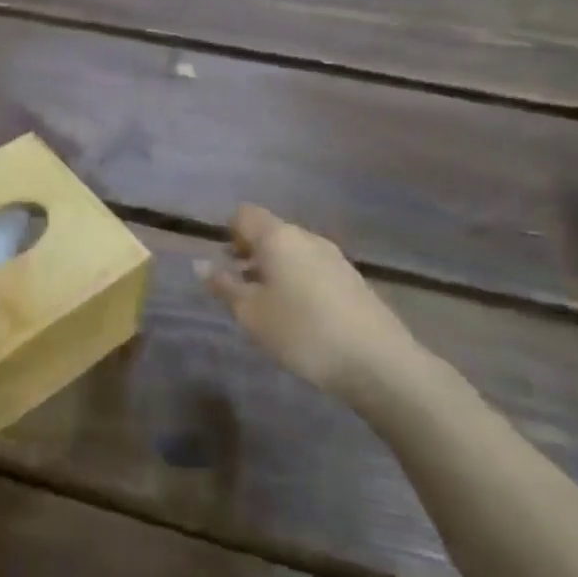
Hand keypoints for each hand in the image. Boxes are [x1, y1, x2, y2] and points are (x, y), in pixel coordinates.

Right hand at [199, 205, 417, 402]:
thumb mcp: (250, 313)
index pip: (244, 214)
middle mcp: (307, 237)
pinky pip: (313, 268)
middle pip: (270, 231)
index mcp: (278, 237)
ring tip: (265, 304)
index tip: (223, 263)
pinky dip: (297, 280)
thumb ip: (223, 285)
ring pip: (293, 251)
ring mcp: (334, 257)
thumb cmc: (301, 331)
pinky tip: (298, 315)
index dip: (228, 232)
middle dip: (249, 252)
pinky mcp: (352, 280)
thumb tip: (200, 264)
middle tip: (238, 286)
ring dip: (273, 268)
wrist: (377, 362)